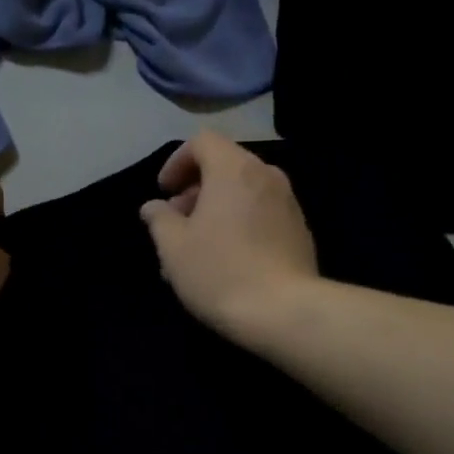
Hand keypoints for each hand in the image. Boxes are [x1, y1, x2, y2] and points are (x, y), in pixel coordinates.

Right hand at [140, 132, 318, 339]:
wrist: (284, 312)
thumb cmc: (219, 270)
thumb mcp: (173, 246)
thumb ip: (159, 219)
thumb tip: (154, 207)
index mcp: (234, 169)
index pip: (202, 142)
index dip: (176, 162)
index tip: (164, 192)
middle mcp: (266, 176)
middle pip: (224, 166)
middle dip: (194, 190)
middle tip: (175, 223)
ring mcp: (288, 203)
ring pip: (242, 193)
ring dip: (215, 210)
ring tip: (195, 248)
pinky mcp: (299, 231)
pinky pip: (260, 214)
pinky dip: (238, 224)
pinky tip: (225, 261)